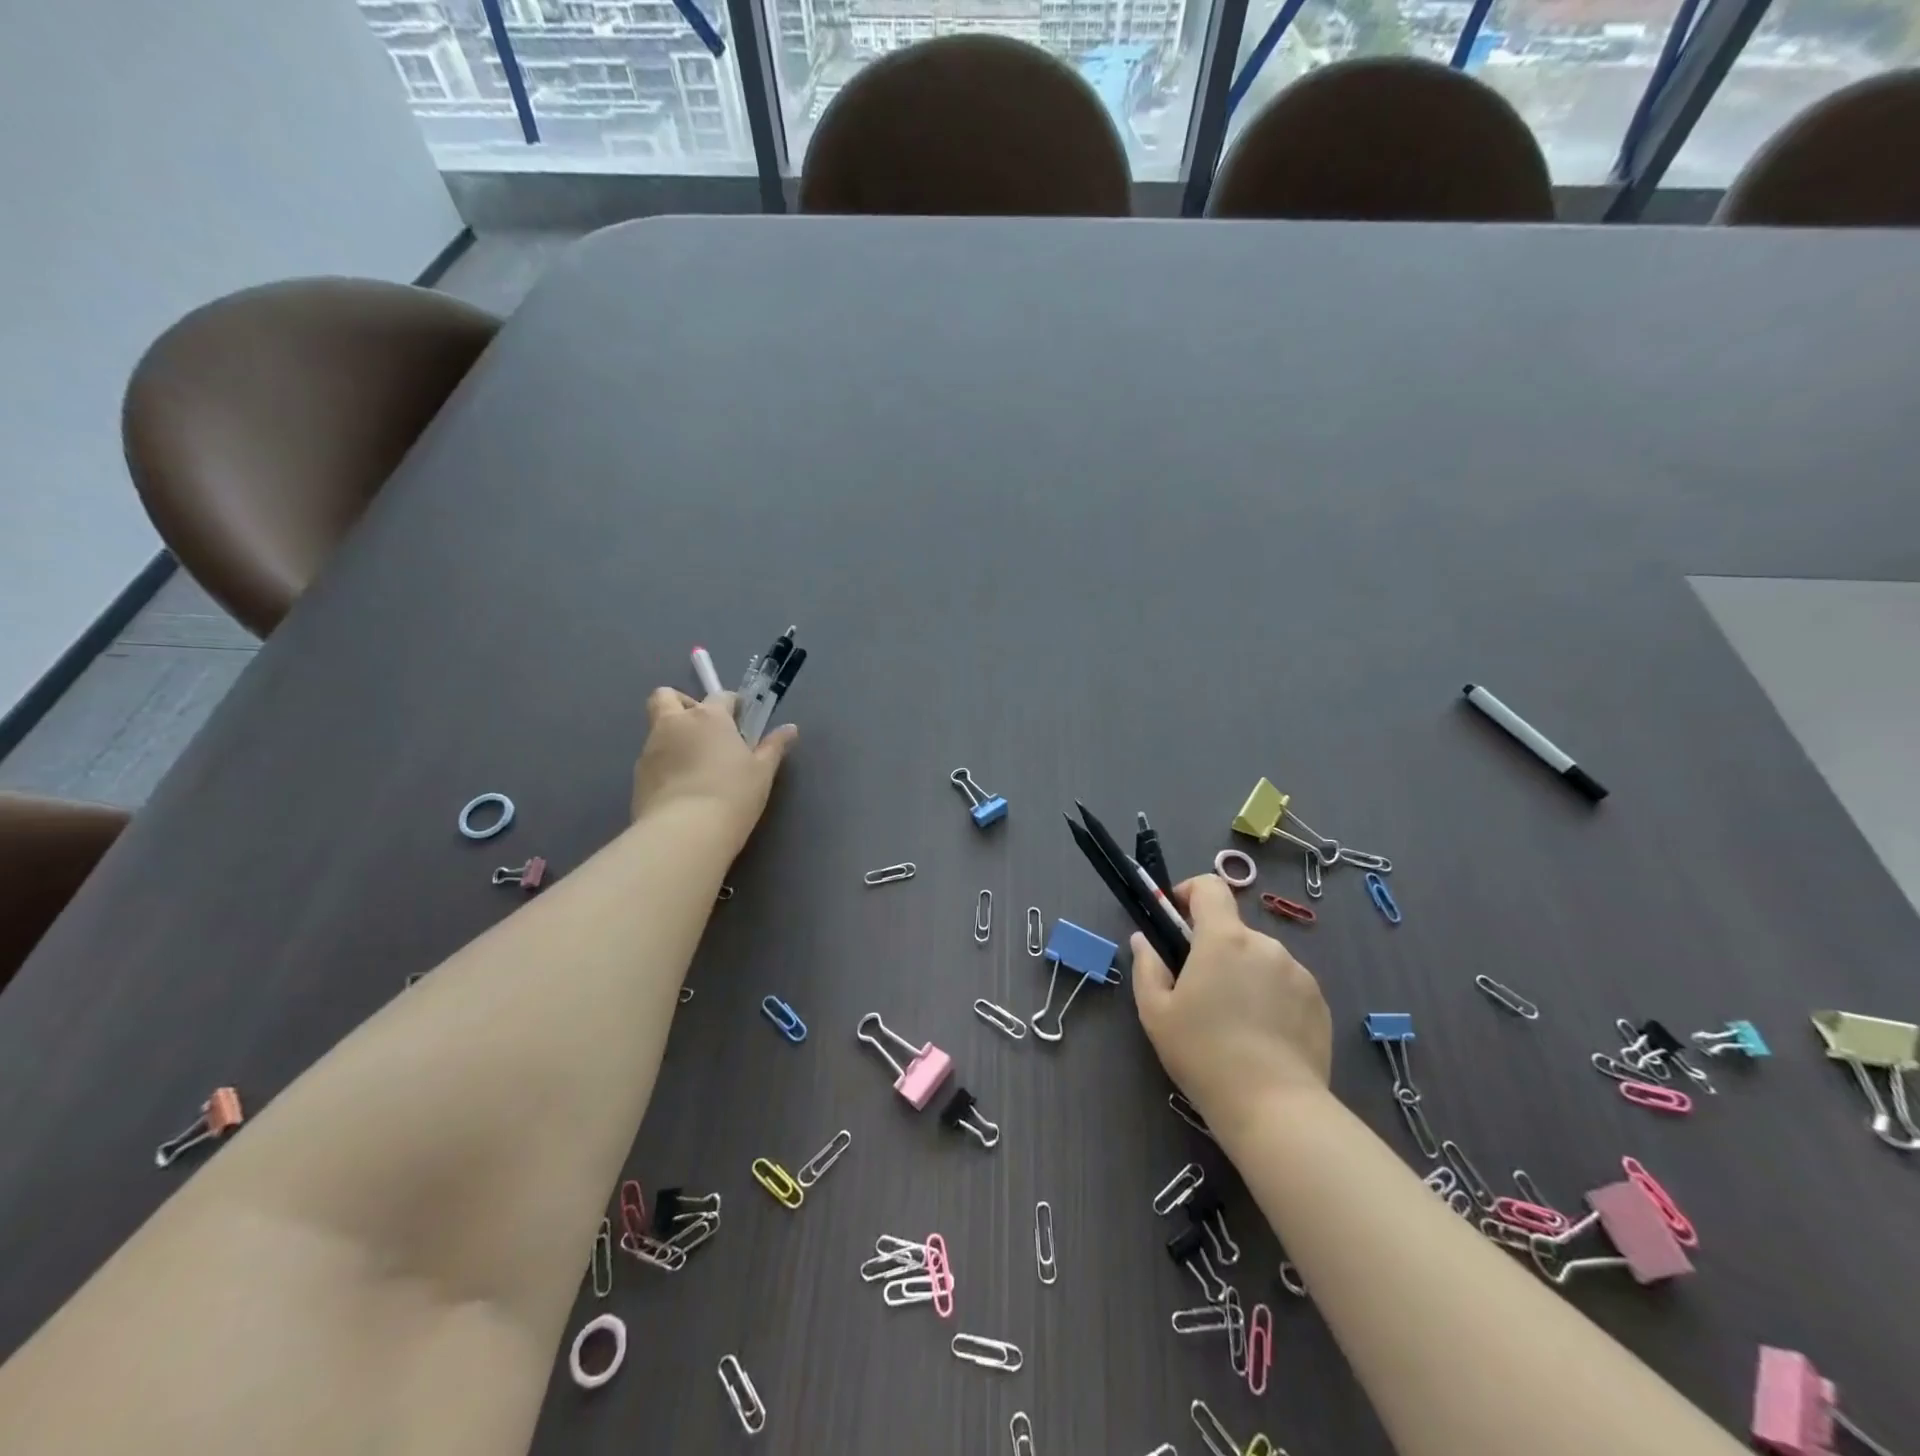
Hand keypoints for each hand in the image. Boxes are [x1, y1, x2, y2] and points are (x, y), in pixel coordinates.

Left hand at [630, 689, 795, 849]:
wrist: (685, 833)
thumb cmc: (732, 795)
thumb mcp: (762, 772)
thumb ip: (773, 747)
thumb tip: (791, 729)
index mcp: (709, 717)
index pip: (720, 696)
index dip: (732, 705)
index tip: (741, 721)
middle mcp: (675, 724)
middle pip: (667, 696)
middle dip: (682, 704)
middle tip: (702, 730)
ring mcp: (651, 748)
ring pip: (657, 728)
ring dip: (673, 736)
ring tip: (694, 766)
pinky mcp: (637, 774)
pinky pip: (652, 758)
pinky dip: (665, 764)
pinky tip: (681, 788)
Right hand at [1131, 875, 1331, 1128]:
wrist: (1274, 1107)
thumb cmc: (1204, 1054)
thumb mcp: (1155, 1012)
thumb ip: (1147, 966)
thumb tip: (1144, 941)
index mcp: (1224, 939)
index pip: (1210, 887)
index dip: (1190, 892)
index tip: (1176, 918)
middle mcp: (1265, 945)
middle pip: (1233, 930)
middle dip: (1214, 948)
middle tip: (1199, 990)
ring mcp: (1298, 972)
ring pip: (1260, 959)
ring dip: (1243, 973)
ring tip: (1234, 1020)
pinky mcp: (1319, 1001)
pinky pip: (1286, 984)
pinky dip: (1270, 996)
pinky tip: (1262, 1036)